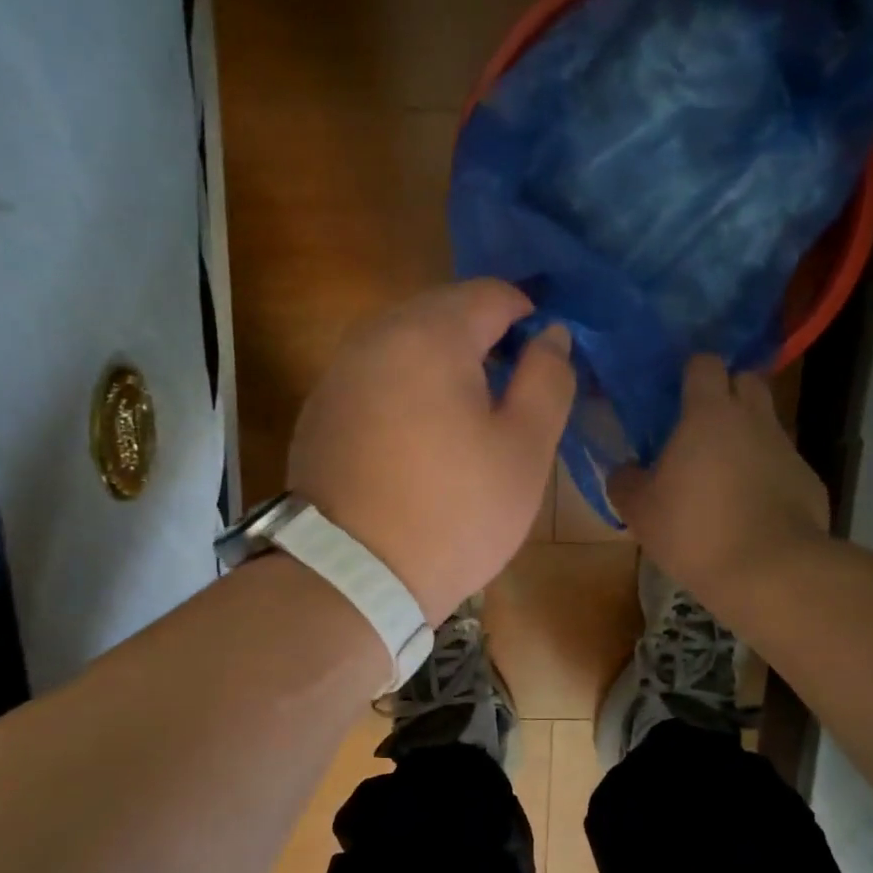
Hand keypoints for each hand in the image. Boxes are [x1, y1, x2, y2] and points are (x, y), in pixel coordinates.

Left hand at [288, 280, 574, 622]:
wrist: (351, 577)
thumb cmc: (454, 513)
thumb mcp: (524, 450)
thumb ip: (548, 380)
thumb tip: (551, 335)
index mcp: (429, 334)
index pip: (491, 294)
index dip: (529, 318)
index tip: (545, 362)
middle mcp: (375, 336)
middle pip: (444, 311)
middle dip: (485, 339)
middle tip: (513, 393)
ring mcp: (339, 372)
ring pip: (406, 342)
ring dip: (445, 363)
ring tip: (470, 417)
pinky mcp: (320, 408)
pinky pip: (376, 375)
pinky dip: (407, 387)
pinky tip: (421, 438)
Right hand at [610, 355, 829, 613]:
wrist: (769, 570)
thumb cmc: (694, 530)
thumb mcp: (640, 510)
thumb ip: (625, 481)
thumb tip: (624, 470)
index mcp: (709, 414)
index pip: (705, 363)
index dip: (691, 372)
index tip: (677, 392)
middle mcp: (754, 419)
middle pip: (747, 381)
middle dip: (728, 392)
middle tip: (703, 425)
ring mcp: (788, 449)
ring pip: (767, 424)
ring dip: (747, 437)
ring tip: (725, 474)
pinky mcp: (810, 481)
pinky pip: (784, 464)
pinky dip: (768, 475)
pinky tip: (753, 508)